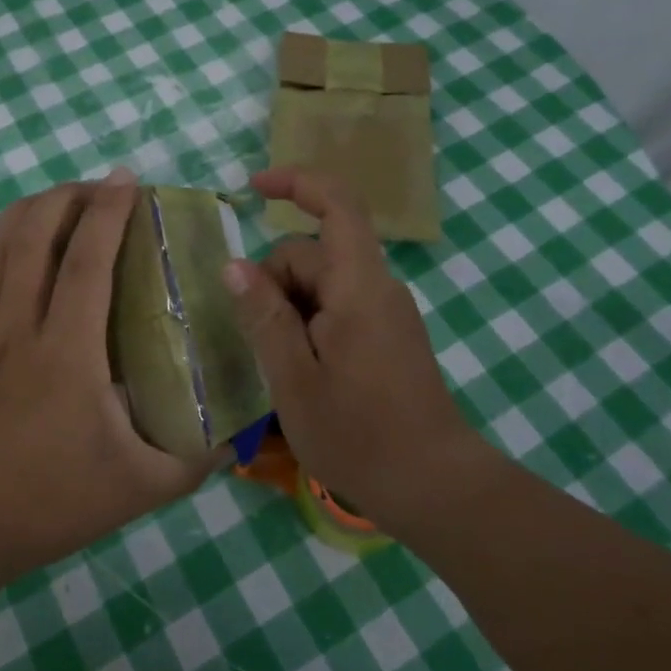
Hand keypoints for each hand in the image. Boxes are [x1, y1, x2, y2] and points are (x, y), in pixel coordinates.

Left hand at [0, 171, 220, 592]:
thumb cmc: (48, 504)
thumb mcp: (138, 490)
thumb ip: (193, 464)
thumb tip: (236, 442)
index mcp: (66, 352)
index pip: (87, 261)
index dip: (108, 212)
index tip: (126, 179)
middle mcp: (17, 328)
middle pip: (32, 238)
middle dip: (64, 198)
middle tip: (94, 187)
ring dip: (22, 213)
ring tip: (51, 201)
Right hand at [225, 168, 486, 531]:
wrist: (436, 487)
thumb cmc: (360, 436)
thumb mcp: (294, 379)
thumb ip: (264, 317)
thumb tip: (234, 265)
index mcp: (359, 287)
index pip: (337, 205)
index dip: (296, 183)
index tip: (252, 189)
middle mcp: (378, 288)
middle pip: (314, 253)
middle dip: (274, 281)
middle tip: (257, 342)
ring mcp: (387, 312)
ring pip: (322, 284)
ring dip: (289, 309)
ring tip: (278, 367)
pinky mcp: (389, 336)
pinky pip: (338, 308)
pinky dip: (308, 324)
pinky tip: (300, 371)